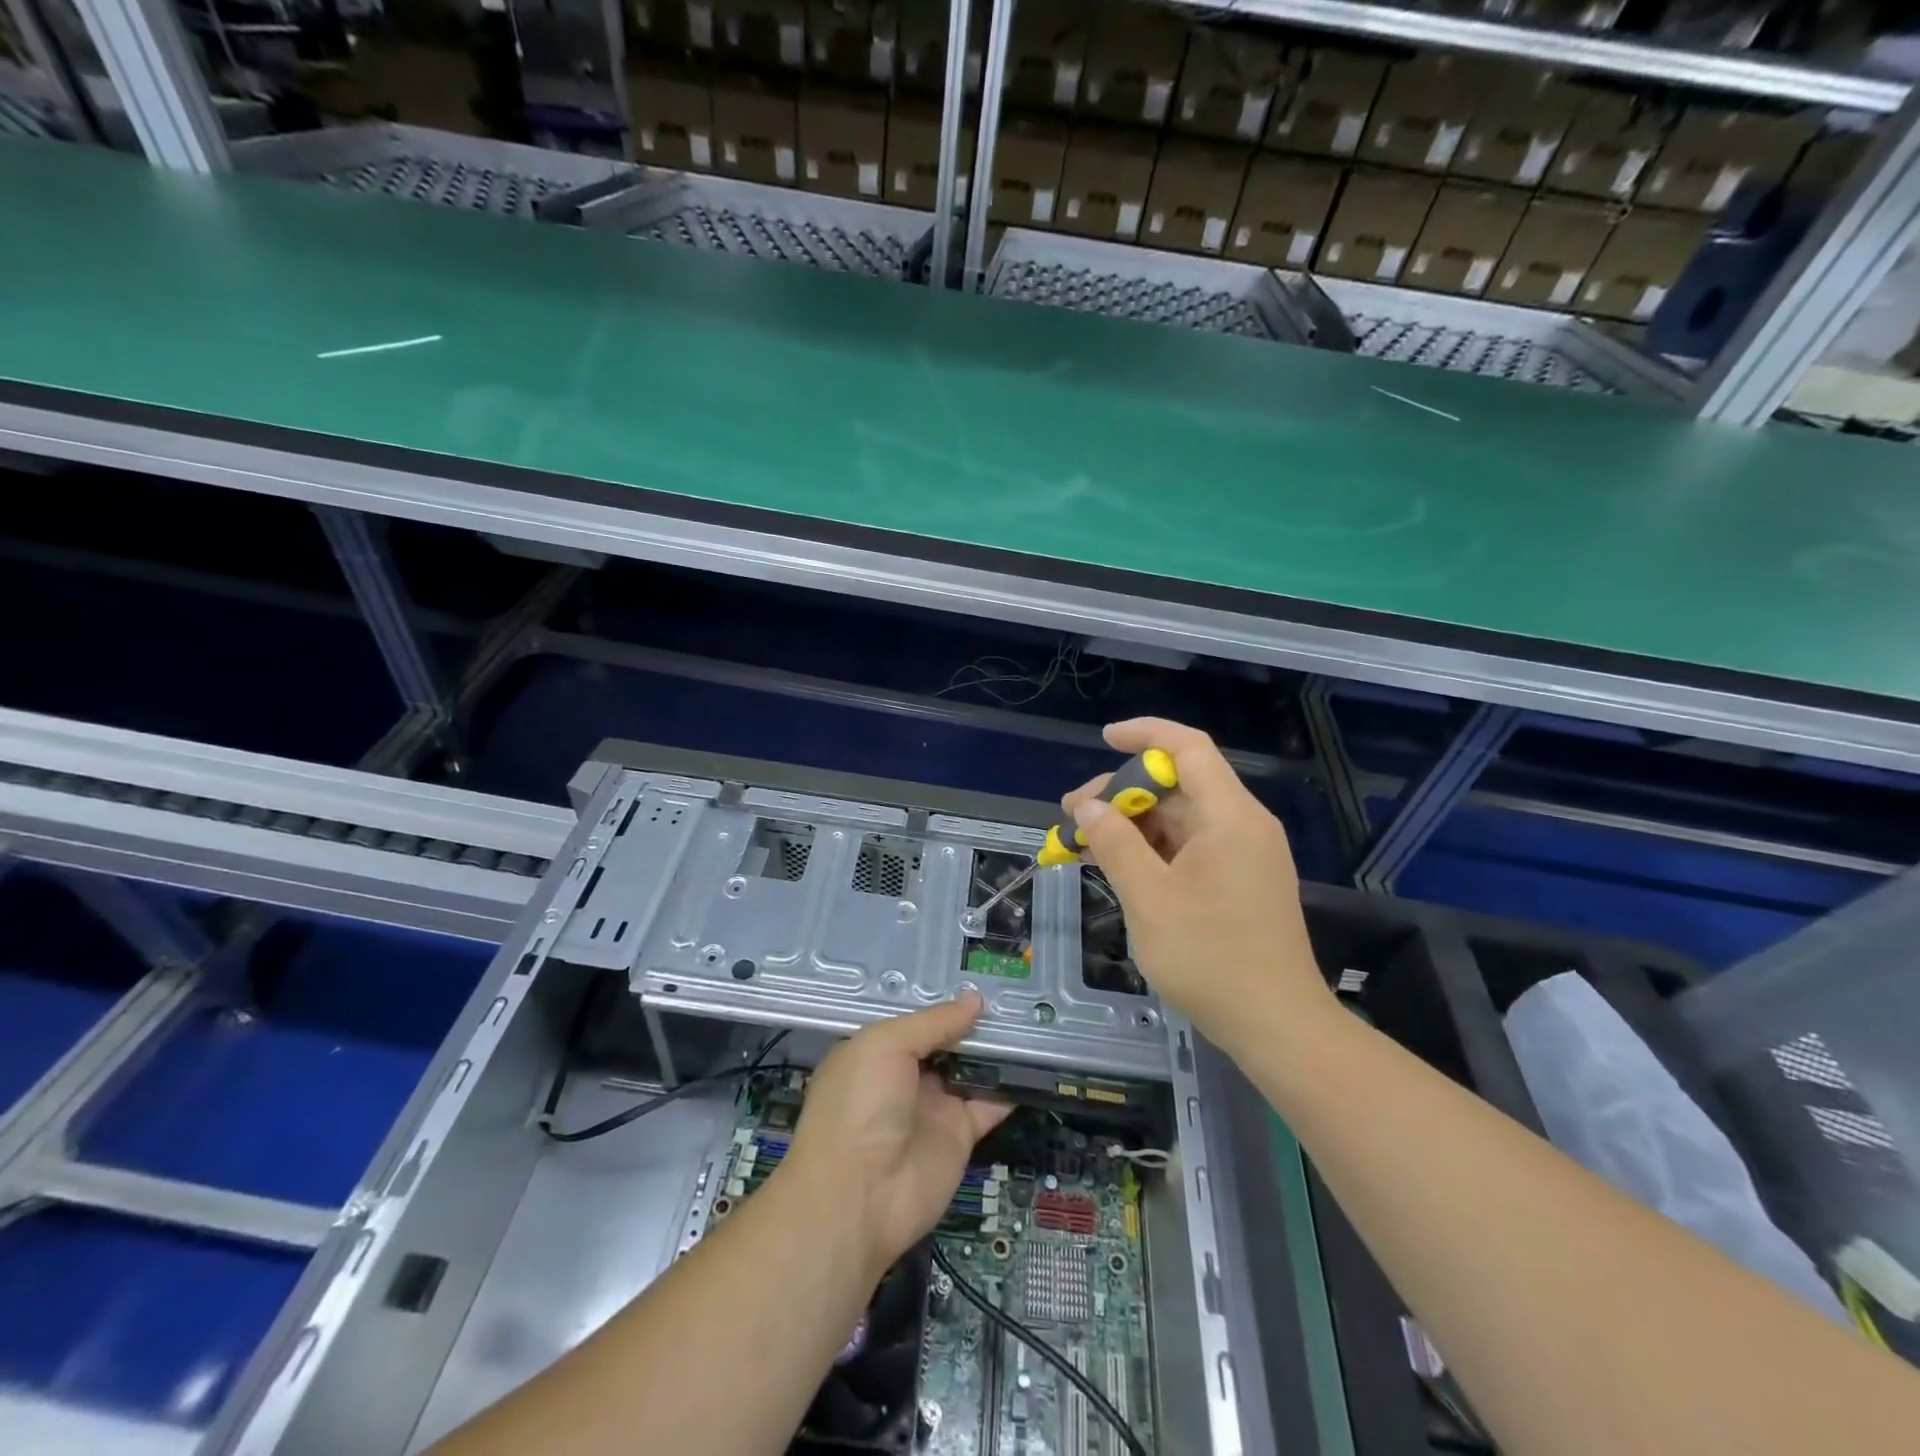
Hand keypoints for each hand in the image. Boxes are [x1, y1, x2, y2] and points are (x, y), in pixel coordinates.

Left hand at [786, 994, 1009, 1275]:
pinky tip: (1036, 1063)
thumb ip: (933, 1022)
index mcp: (878, 1050)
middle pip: (948, 1041)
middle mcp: (906, 1075)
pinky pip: (990, 1104)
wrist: (859, 1195)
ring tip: (1032, 1019)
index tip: (982, 977)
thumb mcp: (887, 1045)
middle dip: (976, 1021)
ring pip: (973, 1069)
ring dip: (998, 1050)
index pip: (918, 1020)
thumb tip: (974, 999)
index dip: (945, 1001)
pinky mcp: (960, 1135)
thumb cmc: (861, 1104)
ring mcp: (934, 1105)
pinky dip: (1012, 1087)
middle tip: (1016, 994)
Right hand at [1064, 718, 1333, 1053]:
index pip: (1189, 748)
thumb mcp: (1149, 898)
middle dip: (1123, 793)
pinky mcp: (1240, 883)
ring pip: (1181, 819)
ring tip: (1085, 844)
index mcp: (1230, 817)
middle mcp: (1242, 826)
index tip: (1104, 740)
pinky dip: (1153, 850)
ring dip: (1133, 825)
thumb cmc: (1210, 957)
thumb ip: (1115, 844)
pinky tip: (1118, 866)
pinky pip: (1190, 848)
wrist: (1277, 1026)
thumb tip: (1088, 807)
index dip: (1145, 734)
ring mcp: (1244, 856)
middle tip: (1074, 816)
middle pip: (1179, 785)